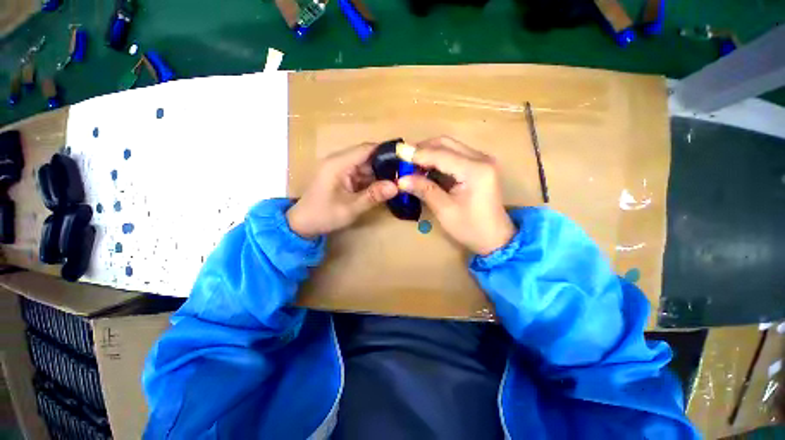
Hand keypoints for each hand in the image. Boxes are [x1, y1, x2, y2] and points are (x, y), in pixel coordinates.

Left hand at [287, 143, 398, 237]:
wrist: (302, 224)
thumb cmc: (323, 215)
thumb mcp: (350, 208)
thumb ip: (373, 196)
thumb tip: (397, 187)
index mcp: (338, 164)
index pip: (366, 149)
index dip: (386, 151)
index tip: (405, 157)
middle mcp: (339, 161)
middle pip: (367, 156)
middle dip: (386, 164)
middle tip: (405, 173)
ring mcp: (340, 168)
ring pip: (366, 165)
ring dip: (380, 173)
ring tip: (399, 179)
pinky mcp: (342, 176)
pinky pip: (361, 173)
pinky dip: (373, 179)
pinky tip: (385, 186)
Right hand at [398, 136, 515, 255]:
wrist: (495, 238)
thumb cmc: (471, 228)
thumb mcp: (445, 210)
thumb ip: (424, 190)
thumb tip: (401, 179)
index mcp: (475, 170)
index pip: (440, 154)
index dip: (416, 154)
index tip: (397, 155)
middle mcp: (481, 158)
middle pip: (445, 143)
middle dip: (422, 150)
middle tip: (404, 161)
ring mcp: (482, 160)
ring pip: (449, 147)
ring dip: (429, 153)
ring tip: (412, 166)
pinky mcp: (479, 165)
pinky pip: (454, 155)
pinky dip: (438, 159)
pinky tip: (426, 169)